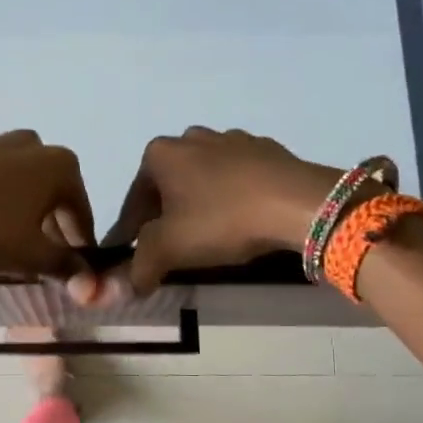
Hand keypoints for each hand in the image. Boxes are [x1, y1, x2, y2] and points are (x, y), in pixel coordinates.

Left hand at [0, 130, 93, 278]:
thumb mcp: (30, 255)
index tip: (73, 270)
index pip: (81, 212)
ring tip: (6, 241)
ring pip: (21, 183)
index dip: (79, 245)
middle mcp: (34, 144)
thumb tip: (90, 284)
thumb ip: (64, 267)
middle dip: (50, 226)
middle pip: (51, 194)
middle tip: (39, 258)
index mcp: (61, 165)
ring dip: (21, 210)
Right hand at [100, 128, 341, 295]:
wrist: (297, 202)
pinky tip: (243, 220)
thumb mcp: (169, 249)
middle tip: (174, 249)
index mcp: (159, 154)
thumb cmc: (222, 220)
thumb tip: (125, 285)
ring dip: (201, 204)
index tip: (135, 258)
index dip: (131, 234)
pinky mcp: (265, 149)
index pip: (134, 201)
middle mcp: (191, 138)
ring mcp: (231, 139)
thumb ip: (139, 267)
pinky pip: (238, 177)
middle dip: (166, 216)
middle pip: (168, 186)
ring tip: (211, 236)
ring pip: (204, 179)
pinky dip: (233, 196)